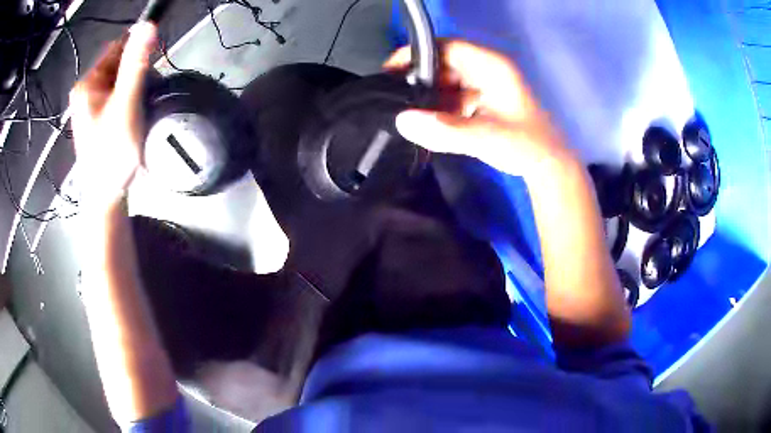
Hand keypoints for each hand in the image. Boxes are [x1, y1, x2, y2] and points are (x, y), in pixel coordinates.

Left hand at [69, 22, 157, 208]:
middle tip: (143, 96)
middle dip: (136, 73)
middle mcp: (85, 91)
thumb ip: (136, 63)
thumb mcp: (126, 103)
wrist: (106, 196)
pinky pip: (116, 95)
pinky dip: (129, 99)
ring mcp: (90, 106)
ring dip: (134, 87)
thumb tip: (148, 24)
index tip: (151, 66)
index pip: (117, 48)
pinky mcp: (97, 118)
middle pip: (118, 64)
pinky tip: (132, 116)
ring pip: (119, 80)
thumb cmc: (112, 151)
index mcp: (87, 84)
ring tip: (138, 110)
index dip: (136, 51)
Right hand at [386, 40, 573, 181]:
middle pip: (444, 63)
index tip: (390, 71)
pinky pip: (455, 95)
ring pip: (448, 80)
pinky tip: (429, 120)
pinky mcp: (484, 99)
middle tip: (395, 95)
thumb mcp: (484, 137)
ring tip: (407, 109)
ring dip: (429, 94)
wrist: (548, 166)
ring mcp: (486, 84)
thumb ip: (445, 130)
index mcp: (491, 66)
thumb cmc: (525, 146)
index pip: (446, 47)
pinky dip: (441, 105)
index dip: (416, 54)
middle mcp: (487, 69)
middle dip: (419, 77)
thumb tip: (402, 121)